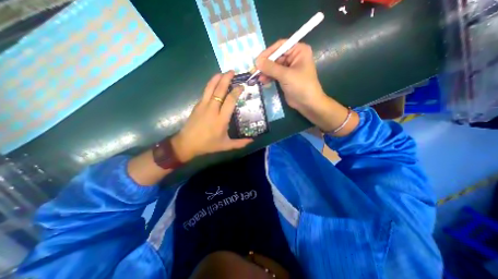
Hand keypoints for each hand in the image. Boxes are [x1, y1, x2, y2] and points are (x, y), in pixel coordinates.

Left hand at [170, 72, 252, 161]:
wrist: (187, 143)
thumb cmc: (208, 144)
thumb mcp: (226, 145)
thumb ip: (240, 143)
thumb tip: (252, 141)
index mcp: (221, 119)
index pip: (230, 100)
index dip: (236, 91)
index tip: (241, 86)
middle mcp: (212, 109)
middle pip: (220, 90)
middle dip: (226, 79)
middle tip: (232, 71)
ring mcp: (203, 106)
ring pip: (210, 88)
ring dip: (217, 78)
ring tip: (223, 72)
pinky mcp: (197, 105)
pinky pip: (205, 92)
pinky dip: (210, 85)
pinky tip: (214, 82)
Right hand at [255, 39, 324, 111]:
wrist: (307, 103)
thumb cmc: (301, 86)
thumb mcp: (286, 75)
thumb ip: (271, 68)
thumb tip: (257, 61)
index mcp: (298, 51)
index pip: (280, 46)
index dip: (268, 52)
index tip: (257, 60)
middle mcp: (293, 57)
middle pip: (275, 57)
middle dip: (265, 65)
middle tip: (255, 71)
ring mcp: (289, 68)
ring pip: (273, 66)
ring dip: (265, 72)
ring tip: (258, 78)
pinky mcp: (285, 78)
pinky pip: (274, 74)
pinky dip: (268, 77)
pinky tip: (263, 81)